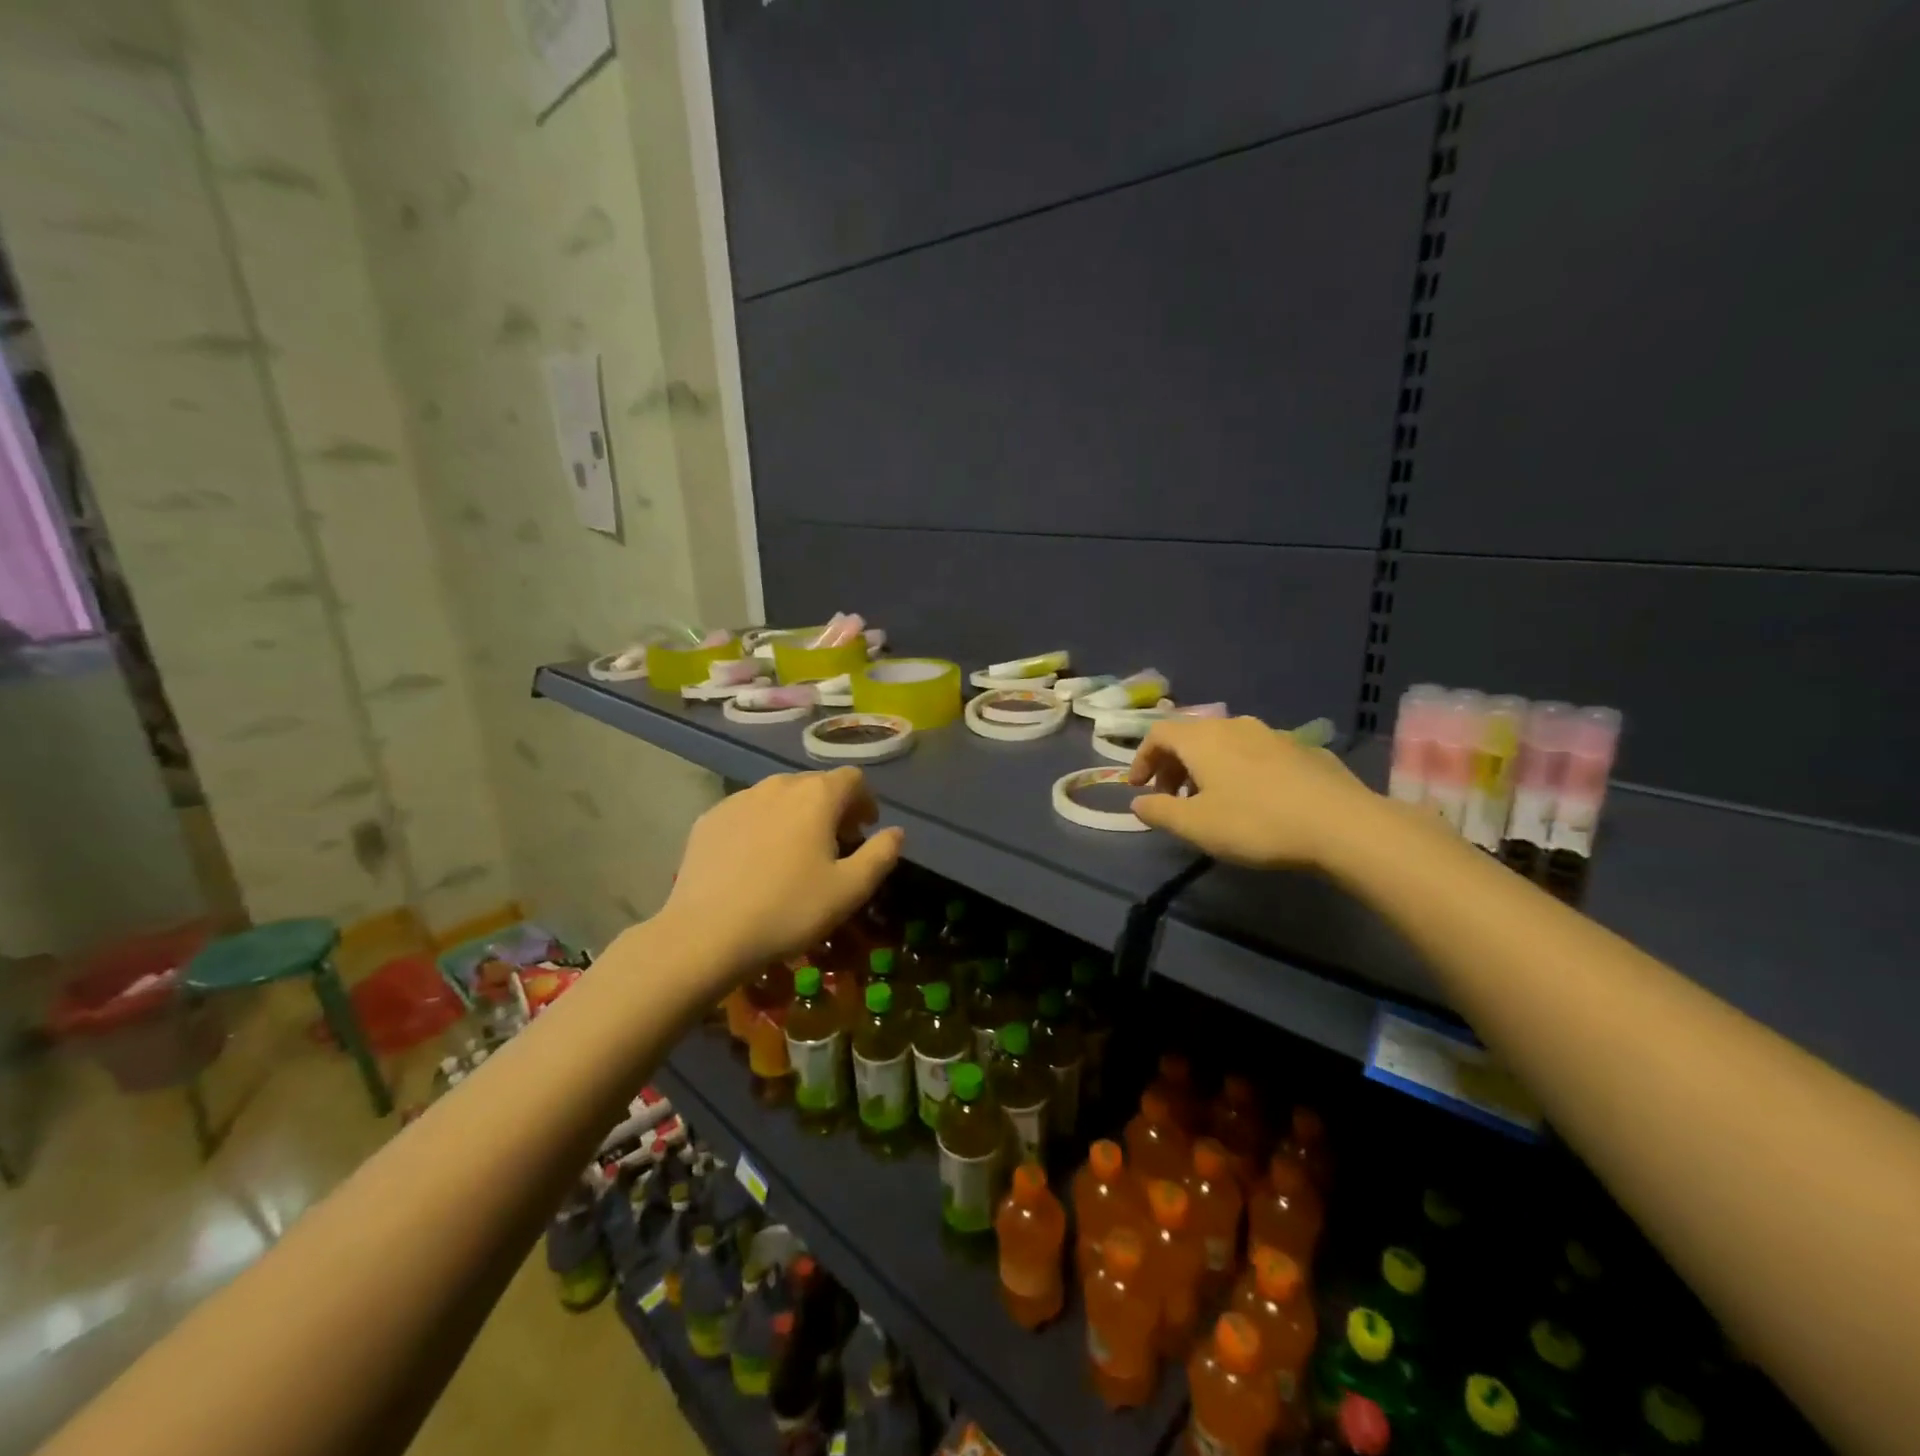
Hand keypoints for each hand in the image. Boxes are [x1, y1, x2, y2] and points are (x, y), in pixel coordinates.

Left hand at [661, 768, 904, 974]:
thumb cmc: (788, 910)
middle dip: (832, 807)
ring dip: (796, 814)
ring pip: (779, 796)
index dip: (865, 801)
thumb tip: (896, 832)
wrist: (706, 933)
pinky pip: (748, 811)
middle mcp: (778, 785)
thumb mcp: (849, 890)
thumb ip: (881, 855)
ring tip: (795, 852)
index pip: (852, 778)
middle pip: (815, 784)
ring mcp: (739, 799)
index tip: (864, 830)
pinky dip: (762, 825)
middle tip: (835, 844)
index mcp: (816, 796)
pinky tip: (756, 860)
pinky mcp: (710, 818)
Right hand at [1126, 715, 1379, 869]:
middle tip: (1173, 799)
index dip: (1142, 759)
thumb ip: (1159, 811)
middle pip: (1191, 736)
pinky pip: (1257, 753)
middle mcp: (1235, 725)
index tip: (1138, 788)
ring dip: (1207, 768)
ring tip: (1212, 802)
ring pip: (1225, 743)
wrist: (1341, 825)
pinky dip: (1240, 770)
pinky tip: (1256, 801)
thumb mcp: (1195, 825)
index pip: (1158, 733)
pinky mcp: (1303, 749)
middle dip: (1173, 766)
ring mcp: (1273, 734)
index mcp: (1203, 738)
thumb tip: (1138, 802)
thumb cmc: (1256, 822)